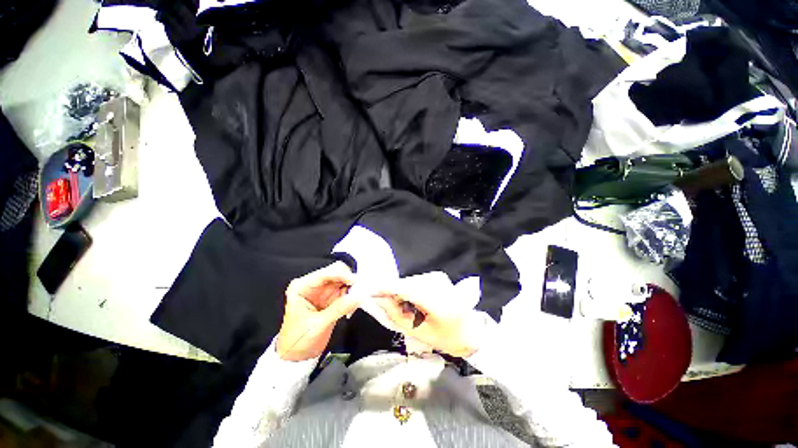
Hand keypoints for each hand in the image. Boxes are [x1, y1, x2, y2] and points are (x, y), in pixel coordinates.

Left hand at [276, 262, 358, 360]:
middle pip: (337, 272)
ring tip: (358, 297)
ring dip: (353, 287)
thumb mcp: (318, 325)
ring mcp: (323, 290)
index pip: (326, 273)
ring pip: (344, 279)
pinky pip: (347, 290)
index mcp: (302, 287)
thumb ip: (338, 309)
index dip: (342, 275)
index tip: (356, 282)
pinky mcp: (332, 297)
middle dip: (350, 279)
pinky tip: (354, 304)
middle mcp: (313, 285)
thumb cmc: (298, 341)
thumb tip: (358, 297)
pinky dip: (353, 295)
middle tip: (360, 289)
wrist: (296, 356)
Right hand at [372, 272, 483, 357]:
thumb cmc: (446, 337)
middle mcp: (438, 283)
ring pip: (409, 282)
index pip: (406, 288)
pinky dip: (409, 291)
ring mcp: (438, 277)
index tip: (369, 291)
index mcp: (438, 301)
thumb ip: (397, 315)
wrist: (470, 329)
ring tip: (407, 310)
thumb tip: (380, 300)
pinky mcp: (436, 276)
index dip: (386, 288)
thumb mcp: (419, 332)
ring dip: (401, 293)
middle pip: (405, 284)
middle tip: (391, 310)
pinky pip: (415, 281)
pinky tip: (415, 303)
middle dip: (393, 294)